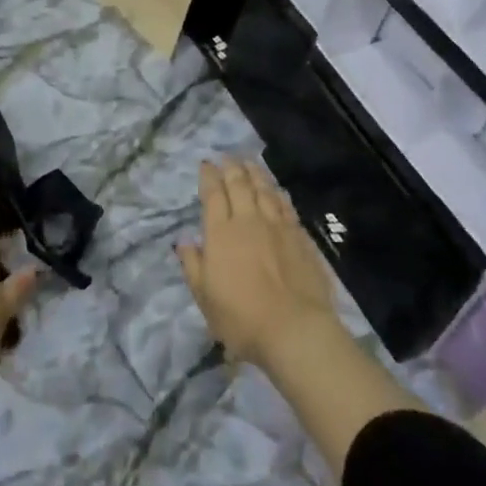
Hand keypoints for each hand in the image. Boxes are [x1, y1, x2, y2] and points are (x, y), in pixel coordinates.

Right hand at [177, 159, 341, 368]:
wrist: (295, 329)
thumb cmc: (241, 318)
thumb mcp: (205, 297)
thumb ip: (193, 265)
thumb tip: (185, 241)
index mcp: (221, 233)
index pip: (213, 195)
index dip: (209, 177)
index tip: (206, 164)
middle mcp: (248, 221)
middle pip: (239, 185)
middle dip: (231, 167)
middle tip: (227, 156)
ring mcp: (277, 227)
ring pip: (265, 190)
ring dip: (255, 173)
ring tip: (249, 162)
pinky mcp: (300, 237)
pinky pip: (286, 206)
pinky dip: (278, 193)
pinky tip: (277, 190)